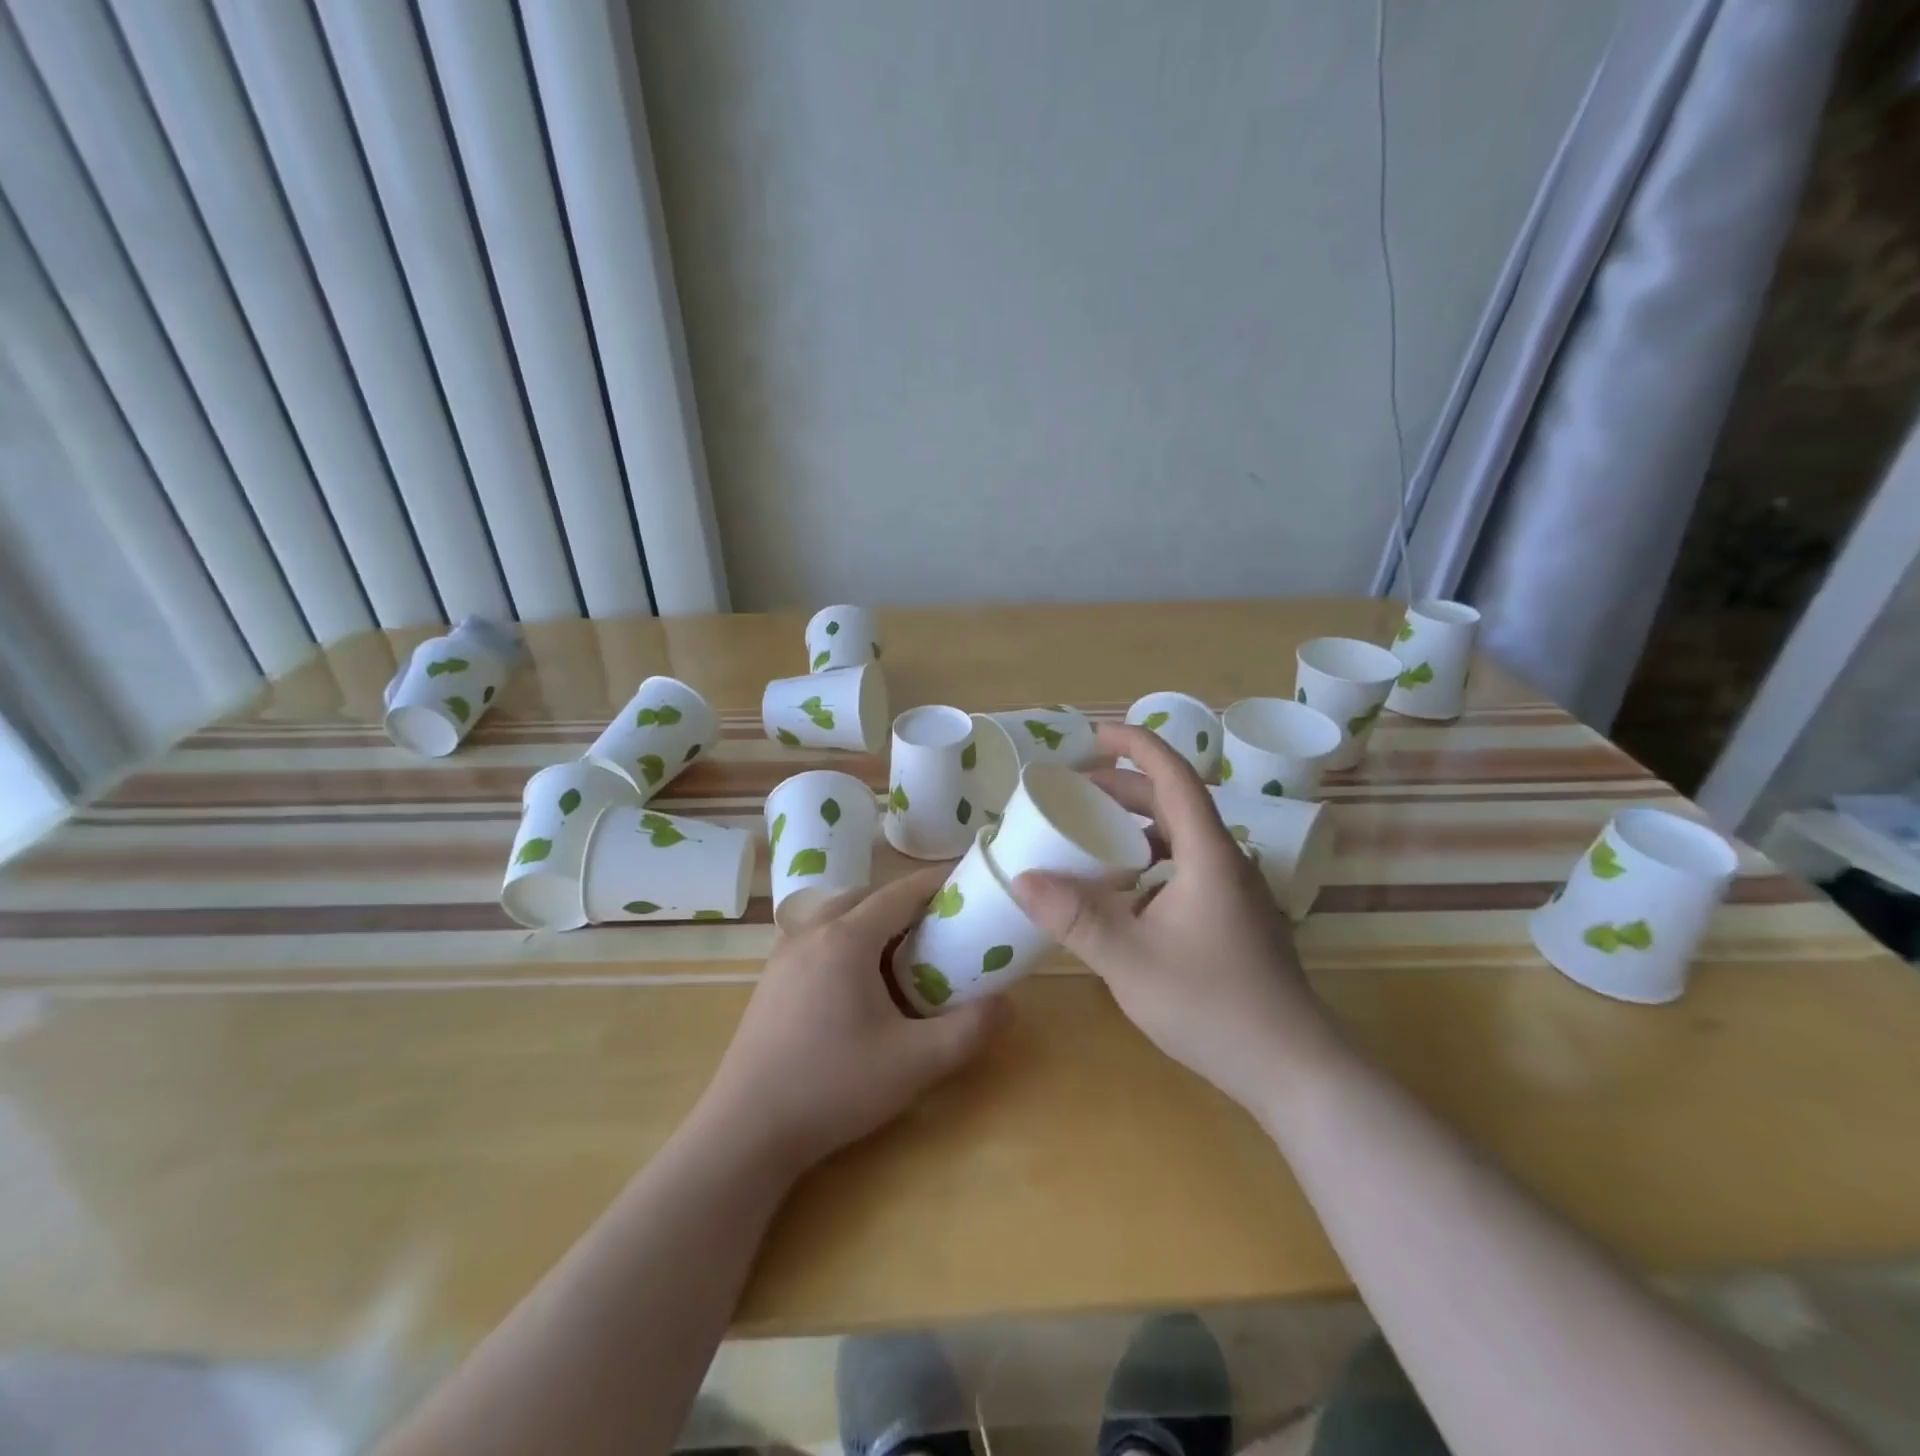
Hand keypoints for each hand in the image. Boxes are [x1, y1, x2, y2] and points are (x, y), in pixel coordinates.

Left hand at [698, 867, 1009, 1175]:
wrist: (746, 1131)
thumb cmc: (833, 1086)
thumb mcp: (915, 1063)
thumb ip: (969, 1030)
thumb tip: (1008, 1005)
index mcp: (846, 939)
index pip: (900, 892)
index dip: (937, 883)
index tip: (968, 883)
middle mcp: (811, 933)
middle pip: (867, 898)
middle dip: (906, 903)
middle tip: (941, 927)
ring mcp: (784, 956)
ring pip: (838, 917)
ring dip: (873, 923)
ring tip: (905, 954)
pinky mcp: (771, 981)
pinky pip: (818, 940)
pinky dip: (848, 943)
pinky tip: (860, 985)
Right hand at [1011, 723, 1342, 1111]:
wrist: (1293, 1067)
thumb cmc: (1212, 1005)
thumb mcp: (1129, 960)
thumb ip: (1074, 918)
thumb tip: (1022, 879)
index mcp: (1207, 853)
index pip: (1174, 775)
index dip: (1137, 745)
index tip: (1095, 735)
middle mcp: (1226, 860)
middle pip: (1175, 802)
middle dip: (1124, 786)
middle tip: (1075, 790)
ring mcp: (1236, 890)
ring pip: (1182, 837)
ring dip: (1138, 825)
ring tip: (1093, 834)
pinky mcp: (1236, 917)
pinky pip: (1189, 867)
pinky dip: (1152, 861)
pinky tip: (1126, 893)